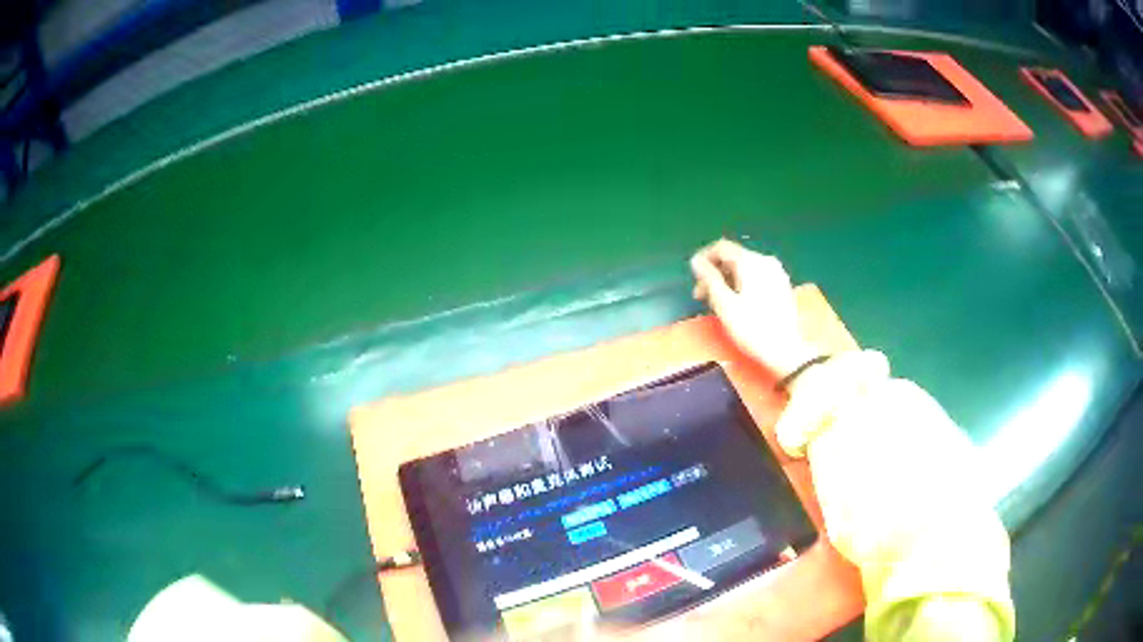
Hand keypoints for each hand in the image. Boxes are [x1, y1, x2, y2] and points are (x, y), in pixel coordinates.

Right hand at [690, 239, 814, 378]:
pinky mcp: (781, 286)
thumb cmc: (752, 328)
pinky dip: (741, 284)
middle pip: (733, 257)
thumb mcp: (725, 304)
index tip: (693, 277)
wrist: (786, 351)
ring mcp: (776, 273)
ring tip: (716, 302)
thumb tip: (696, 261)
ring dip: (727, 280)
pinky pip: (755, 277)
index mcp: (751, 262)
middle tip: (701, 296)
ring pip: (744, 268)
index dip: (703, 258)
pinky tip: (736, 303)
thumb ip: (709, 279)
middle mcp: (765, 261)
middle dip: (714, 272)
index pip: (721, 247)